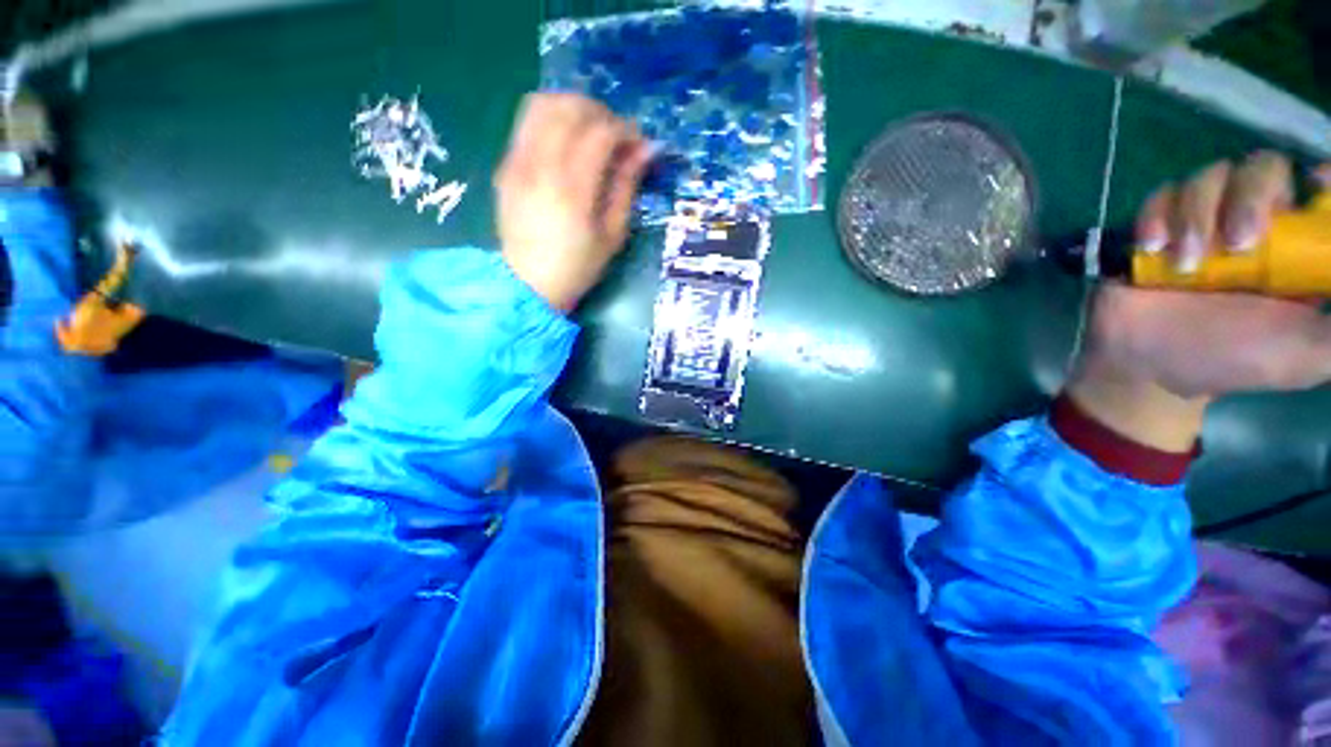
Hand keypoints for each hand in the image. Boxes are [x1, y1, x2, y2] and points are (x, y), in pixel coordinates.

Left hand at [494, 93, 652, 311]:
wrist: (528, 284)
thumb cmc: (577, 267)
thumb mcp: (612, 235)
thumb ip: (627, 187)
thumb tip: (646, 150)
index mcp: (572, 189)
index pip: (600, 132)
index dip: (626, 131)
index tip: (638, 146)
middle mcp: (540, 165)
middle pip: (569, 106)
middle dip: (600, 113)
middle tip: (616, 136)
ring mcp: (517, 161)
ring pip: (542, 104)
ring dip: (572, 108)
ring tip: (590, 133)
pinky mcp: (506, 164)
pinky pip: (527, 123)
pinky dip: (552, 121)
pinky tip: (566, 145)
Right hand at [1069, 153, 1330, 450]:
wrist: (1147, 364)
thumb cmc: (1231, 360)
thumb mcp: (1309, 354)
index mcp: (1298, 246)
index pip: (1320, 192)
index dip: (1324, 178)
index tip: (1319, 181)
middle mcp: (1257, 222)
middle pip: (1264, 168)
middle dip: (1249, 198)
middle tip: (1235, 246)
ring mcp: (1206, 220)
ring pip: (1212, 176)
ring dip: (1195, 217)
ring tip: (1184, 266)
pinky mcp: (1160, 225)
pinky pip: (1162, 194)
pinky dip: (1156, 216)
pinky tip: (1153, 247)